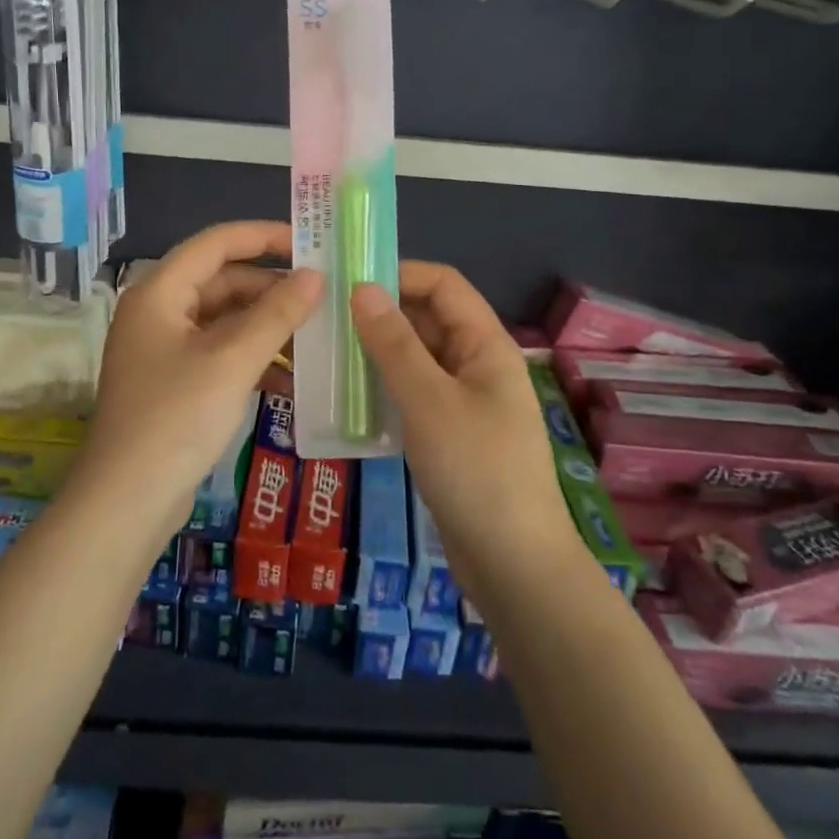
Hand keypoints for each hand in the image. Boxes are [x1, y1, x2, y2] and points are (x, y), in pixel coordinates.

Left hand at [78, 222, 322, 540]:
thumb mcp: (232, 360)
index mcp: (160, 292)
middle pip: (223, 282)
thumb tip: (316, 275)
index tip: (309, 242)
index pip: (216, 243)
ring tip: (315, 339)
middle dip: (272, 290)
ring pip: (225, 321)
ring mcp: (165, 349)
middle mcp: (159, 312)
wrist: (126, 502)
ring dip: (267, 328)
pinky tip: (289, 379)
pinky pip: (221, 354)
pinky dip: (253, 359)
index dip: (263, 236)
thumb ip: (276, 313)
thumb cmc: (176, 418)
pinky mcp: (175, 382)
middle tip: (323, 298)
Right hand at [352, 264, 583, 593]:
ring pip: (416, 360)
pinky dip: (383, 389)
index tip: (348, 280)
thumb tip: (362, 288)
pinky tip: (347, 399)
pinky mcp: (450, 435)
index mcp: (485, 344)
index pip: (443, 285)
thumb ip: (394, 343)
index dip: (399, 274)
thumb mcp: (428, 400)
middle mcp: (476, 364)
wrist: (514, 564)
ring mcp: (464, 401)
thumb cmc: (476, 470)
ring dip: (376, 354)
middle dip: (380, 314)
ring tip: (326, 354)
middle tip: (324, 318)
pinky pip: (413, 395)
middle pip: (427, 320)